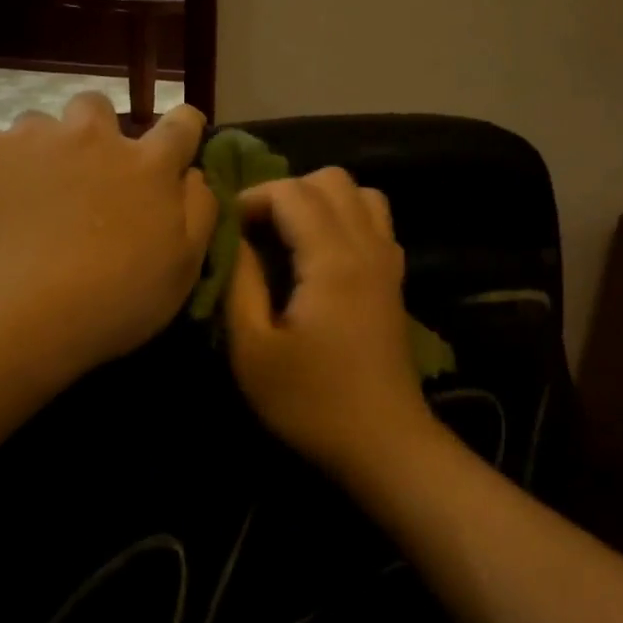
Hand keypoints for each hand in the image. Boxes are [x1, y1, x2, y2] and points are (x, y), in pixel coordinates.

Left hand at [0, 96, 217, 385]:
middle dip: (97, 133)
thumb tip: (193, 175)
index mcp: (148, 166)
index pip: (181, 124)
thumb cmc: (109, 303)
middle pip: (98, 110)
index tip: (175, 146)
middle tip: (86, 178)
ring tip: (29, 199)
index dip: (182, 129)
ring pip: (40, 126)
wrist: (7, 318)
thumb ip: (198, 212)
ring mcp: (31, 139)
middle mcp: (92, 137)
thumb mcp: (181, 271)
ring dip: (43, 152)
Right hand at [225, 169, 437, 477]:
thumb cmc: (310, 401)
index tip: (227, 230)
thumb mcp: (253, 349)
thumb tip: (236, 238)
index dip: (252, 198)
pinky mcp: (395, 280)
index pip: (291, 191)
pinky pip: (375, 221)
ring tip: (289, 236)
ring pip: (360, 194)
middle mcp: (367, 246)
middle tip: (255, 231)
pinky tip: (322, 256)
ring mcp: (388, 261)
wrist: (383, 442)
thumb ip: (240, 282)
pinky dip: (346, 218)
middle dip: (285, 192)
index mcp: (332, 259)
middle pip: (331, 180)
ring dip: (320, 200)